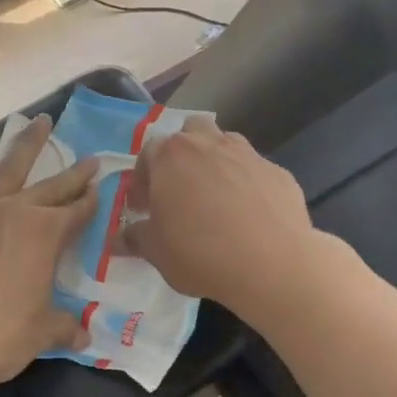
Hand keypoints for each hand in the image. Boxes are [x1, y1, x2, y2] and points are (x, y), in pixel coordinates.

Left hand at [0, 115, 96, 393]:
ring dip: (28, 143)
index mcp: (45, 237)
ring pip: (9, 166)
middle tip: (91, 158)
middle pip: (52, 187)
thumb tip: (84, 335)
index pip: (78, 213)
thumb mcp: (38, 335)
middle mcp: (15, 212)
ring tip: (41, 120)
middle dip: (74, 174)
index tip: (102, 189)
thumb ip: (64, 327)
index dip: (92, 202)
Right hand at [116, 116, 315, 321]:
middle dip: (182, 155)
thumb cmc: (200, 252)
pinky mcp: (279, 173)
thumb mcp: (156, 251)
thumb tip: (117, 239)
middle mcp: (210, 144)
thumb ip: (134, 238)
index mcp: (171, 156)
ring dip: (216, 163)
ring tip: (215, 199)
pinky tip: (250, 216)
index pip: (147, 153)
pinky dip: (248, 186)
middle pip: (190, 133)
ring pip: (226, 145)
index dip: (142, 180)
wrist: (271, 263)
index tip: (143, 208)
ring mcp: (248, 155)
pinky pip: (255, 172)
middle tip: (180, 191)